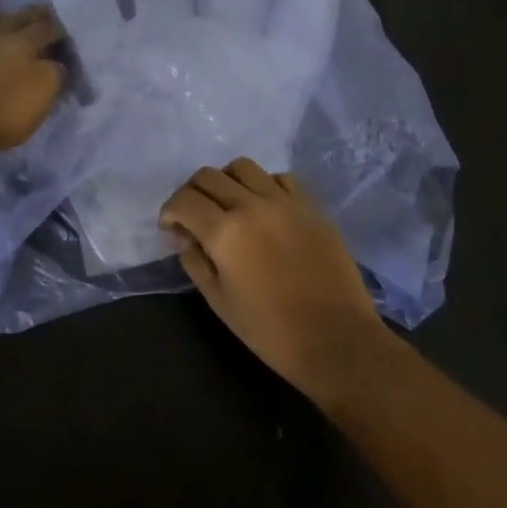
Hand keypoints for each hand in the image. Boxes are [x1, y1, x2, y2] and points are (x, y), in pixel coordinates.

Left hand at [0, 7, 65, 160]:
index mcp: (25, 41)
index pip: (48, 28)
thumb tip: (56, 63)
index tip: (67, 36)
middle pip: (20, 19)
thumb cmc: (3, 108)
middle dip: (34, 16)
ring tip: (10, 16)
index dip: (60, 31)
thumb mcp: (43, 92)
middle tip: (45, 16)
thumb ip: (55, 73)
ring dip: (3, 18)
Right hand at [160, 157, 389, 409]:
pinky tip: (264, 208)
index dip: (170, 211)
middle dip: (192, 193)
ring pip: (243, 167)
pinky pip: (279, 178)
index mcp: (225, 233)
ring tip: (229, 206)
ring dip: (226, 181)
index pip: (184, 200)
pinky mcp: (311, 205)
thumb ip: (195, 261)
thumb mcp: (219, 301)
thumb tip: (184, 235)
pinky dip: (264, 186)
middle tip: (194, 216)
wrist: (336, 340)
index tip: (171, 227)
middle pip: (209, 176)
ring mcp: (285, 201)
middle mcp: (252, 206)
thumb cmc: (270, 331)